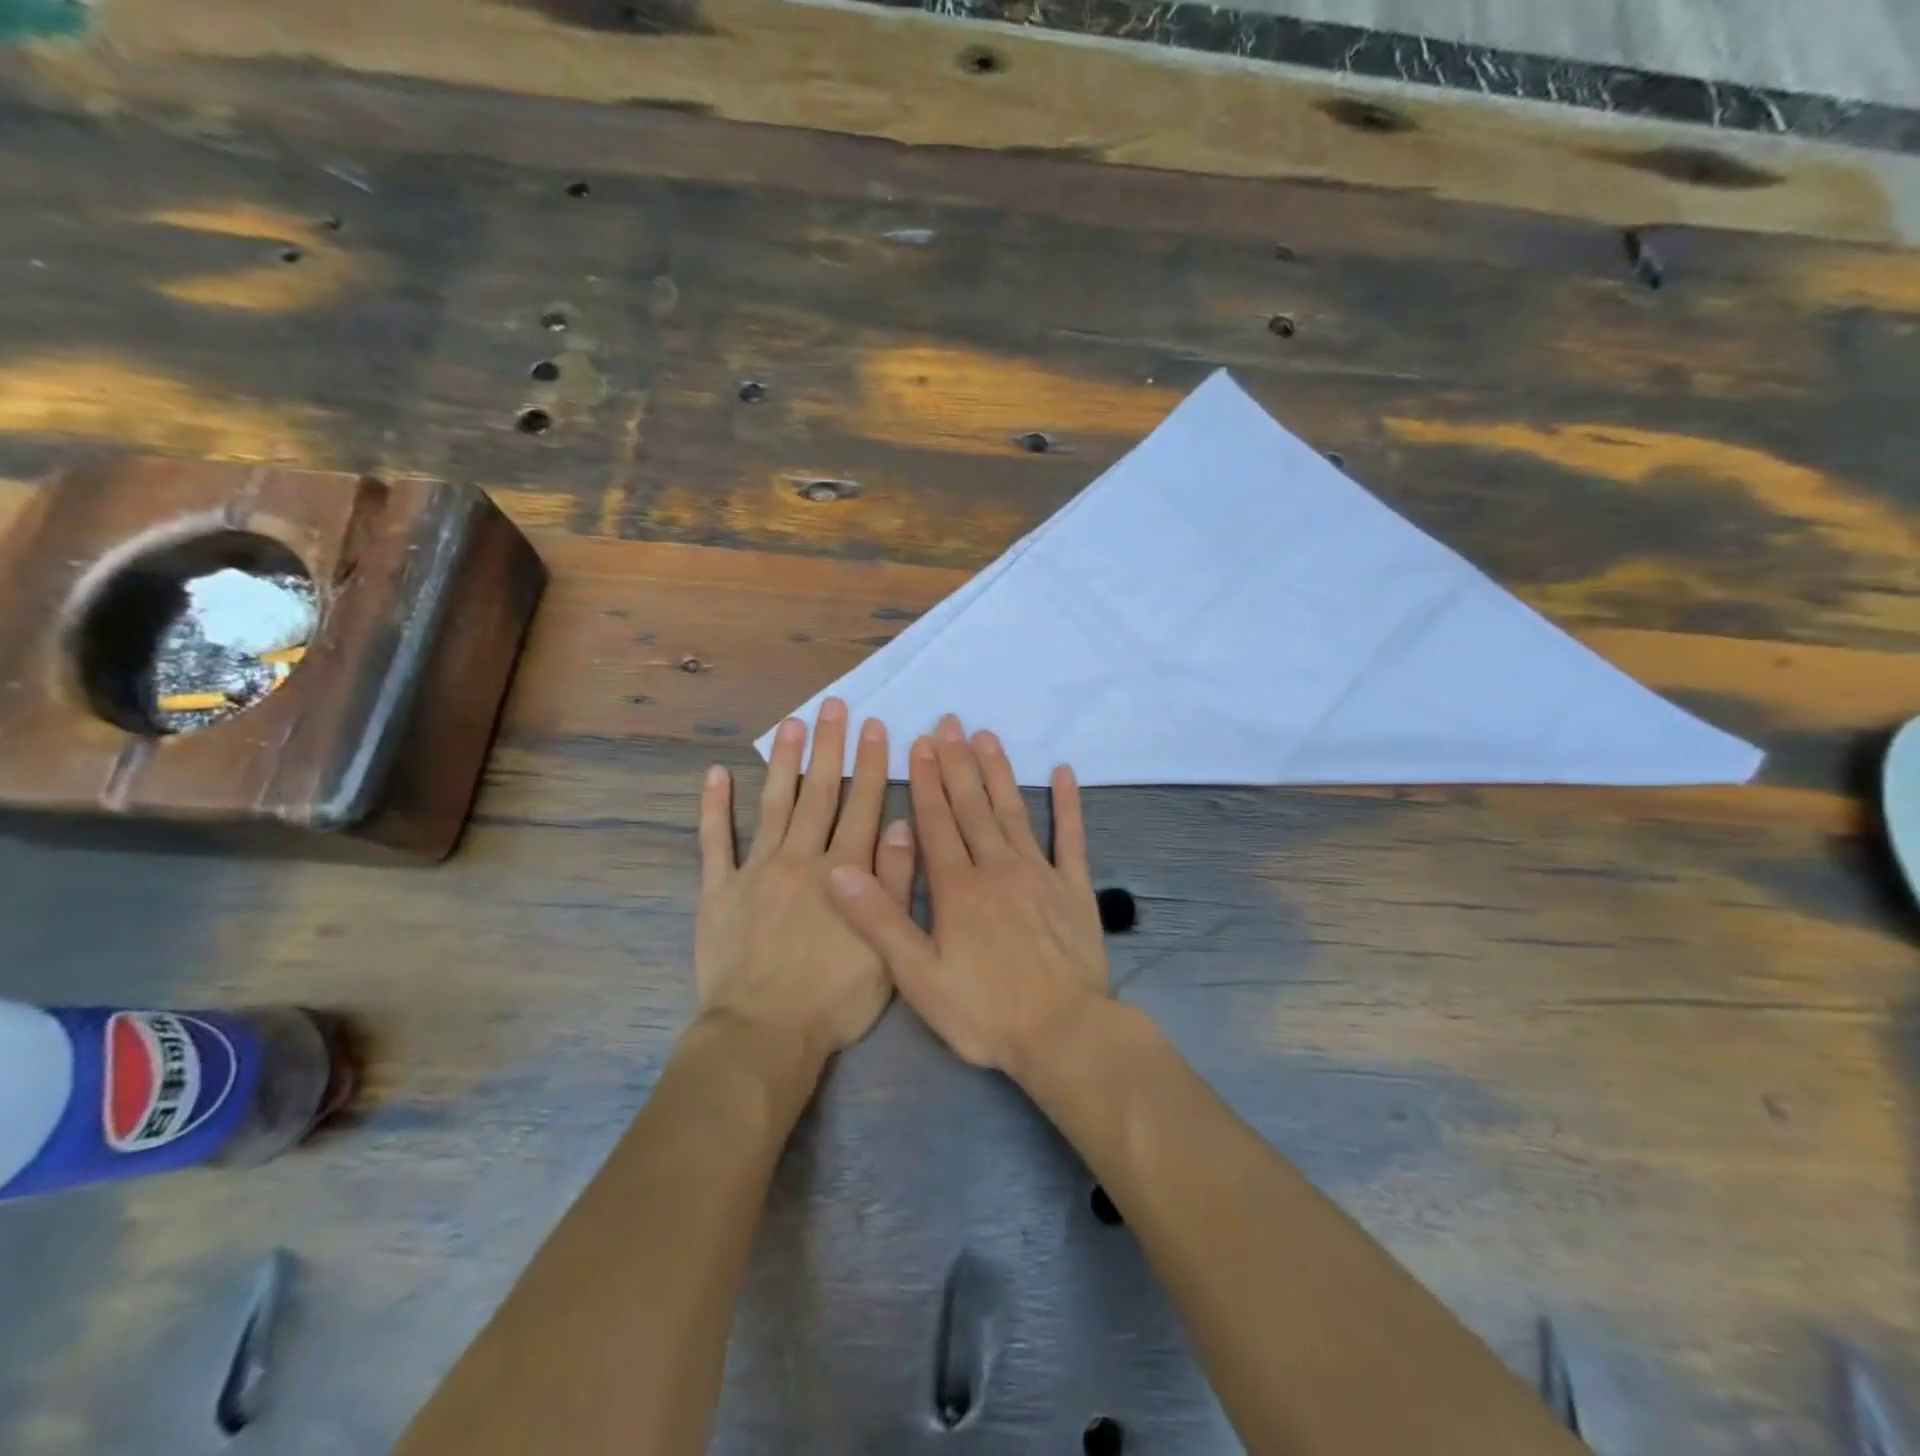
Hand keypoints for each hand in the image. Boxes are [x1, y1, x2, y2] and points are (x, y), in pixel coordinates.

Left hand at [697, 699, 916, 1063]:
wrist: (763, 1034)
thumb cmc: (833, 999)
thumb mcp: (886, 949)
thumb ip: (893, 885)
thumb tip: (902, 826)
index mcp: (843, 872)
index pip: (862, 805)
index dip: (871, 764)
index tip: (876, 728)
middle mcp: (800, 859)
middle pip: (819, 793)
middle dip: (830, 747)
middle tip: (835, 707)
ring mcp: (755, 871)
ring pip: (774, 805)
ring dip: (785, 762)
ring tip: (793, 724)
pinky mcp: (718, 889)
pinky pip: (715, 842)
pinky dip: (715, 808)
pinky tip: (716, 774)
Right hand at [827, 714, 1107, 1074]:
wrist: (1063, 1034)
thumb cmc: (985, 1011)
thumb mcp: (918, 976)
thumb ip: (879, 920)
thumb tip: (838, 870)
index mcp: (958, 888)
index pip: (936, 822)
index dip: (924, 781)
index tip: (919, 743)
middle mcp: (998, 868)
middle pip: (973, 806)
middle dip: (957, 763)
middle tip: (950, 723)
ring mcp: (1040, 874)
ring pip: (1014, 811)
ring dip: (999, 772)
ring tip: (987, 736)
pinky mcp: (1075, 888)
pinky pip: (1071, 838)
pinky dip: (1068, 804)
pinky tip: (1064, 773)